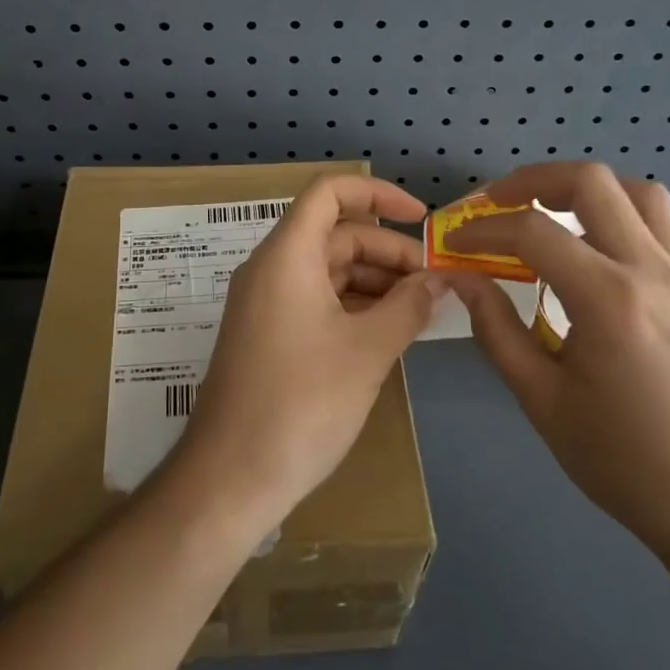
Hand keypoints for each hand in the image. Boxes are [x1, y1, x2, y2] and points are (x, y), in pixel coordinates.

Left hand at [173, 176, 439, 531]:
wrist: (231, 476)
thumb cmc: (302, 403)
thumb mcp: (367, 351)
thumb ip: (409, 306)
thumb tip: (439, 280)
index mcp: (288, 255)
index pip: (330, 192)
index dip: (378, 194)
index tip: (421, 219)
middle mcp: (272, 268)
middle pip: (336, 233)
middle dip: (388, 250)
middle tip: (434, 284)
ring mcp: (267, 302)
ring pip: (329, 269)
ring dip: (375, 280)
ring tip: (420, 310)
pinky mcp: (269, 333)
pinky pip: (317, 299)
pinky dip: (354, 305)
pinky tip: (388, 331)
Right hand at [448, 162, 669, 566]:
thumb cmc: (625, 461)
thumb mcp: (542, 400)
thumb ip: (495, 329)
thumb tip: (460, 277)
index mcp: (608, 300)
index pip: (532, 232)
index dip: (482, 229)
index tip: (453, 243)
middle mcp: (650, 269)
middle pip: (589, 181)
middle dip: (531, 181)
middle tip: (495, 205)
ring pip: (634, 190)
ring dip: (582, 188)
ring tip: (546, 213)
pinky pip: (660, 220)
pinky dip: (618, 209)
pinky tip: (592, 244)